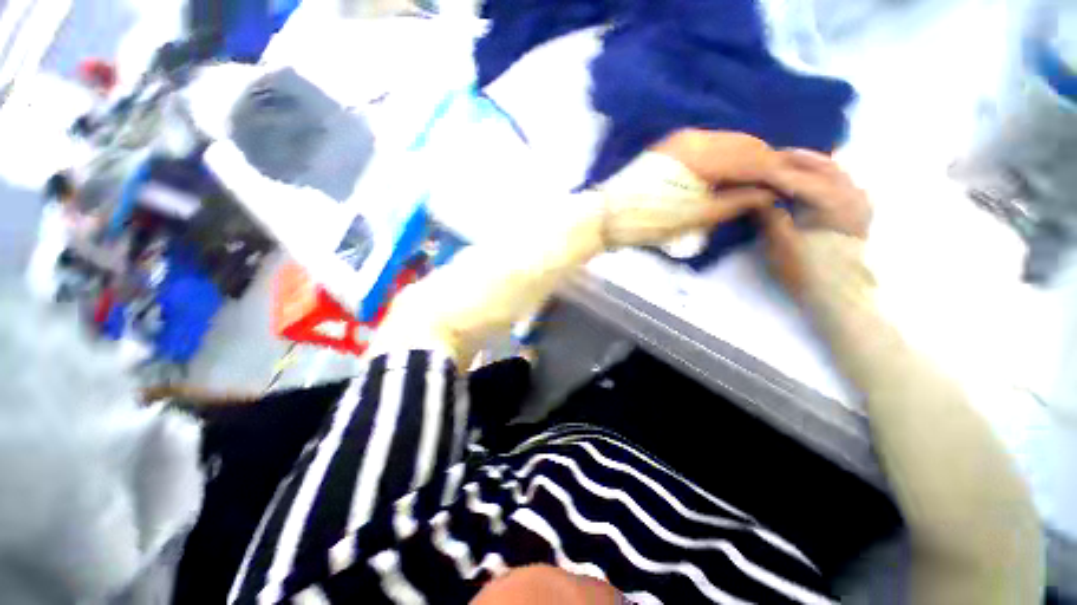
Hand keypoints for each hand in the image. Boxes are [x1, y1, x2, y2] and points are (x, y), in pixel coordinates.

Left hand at [599, 129, 778, 247]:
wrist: (608, 216)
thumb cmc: (649, 221)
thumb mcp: (694, 216)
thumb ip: (734, 201)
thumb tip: (767, 193)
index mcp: (703, 153)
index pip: (752, 157)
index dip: (776, 172)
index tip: (793, 185)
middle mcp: (696, 137)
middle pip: (744, 144)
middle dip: (766, 163)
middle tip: (780, 183)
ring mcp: (683, 139)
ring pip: (729, 142)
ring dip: (749, 159)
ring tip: (761, 180)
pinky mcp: (674, 146)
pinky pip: (712, 146)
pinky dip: (729, 158)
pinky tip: (735, 172)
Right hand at [758, 149, 871, 296]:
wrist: (839, 294)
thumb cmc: (807, 270)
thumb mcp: (779, 242)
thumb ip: (768, 213)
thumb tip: (753, 194)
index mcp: (832, 199)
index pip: (794, 176)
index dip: (768, 170)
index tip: (746, 166)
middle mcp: (851, 192)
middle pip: (819, 165)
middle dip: (791, 158)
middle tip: (765, 155)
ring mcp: (858, 200)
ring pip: (833, 170)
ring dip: (808, 163)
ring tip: (785, 161)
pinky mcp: (859, 209)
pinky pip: (841, 181)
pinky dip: (824, 174)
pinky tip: (811, 175)